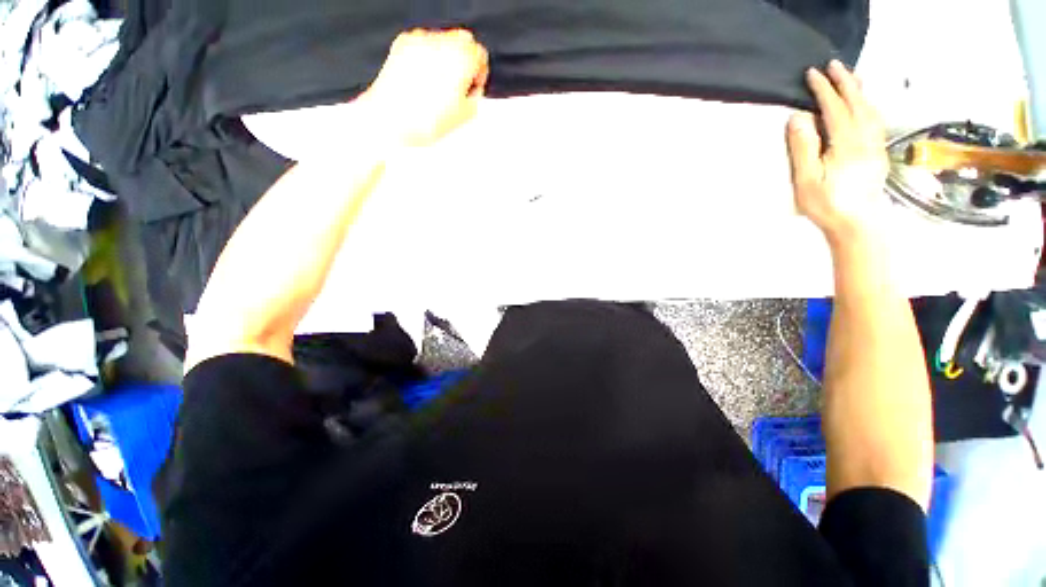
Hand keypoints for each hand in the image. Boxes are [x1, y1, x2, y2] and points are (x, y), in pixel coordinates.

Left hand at [360, 29, 488, 146]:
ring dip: (445, 57)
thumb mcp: (464, 116)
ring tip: (438, 84)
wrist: (393, 119)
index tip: (474, 84)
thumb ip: (475, 97)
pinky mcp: (403, 43)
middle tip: (460, 82)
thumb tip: (473, 91)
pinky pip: (422, 43)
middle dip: (464, 59)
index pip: (480, 54)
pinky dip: (426, 56)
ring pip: (443, 40)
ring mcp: (421, 41)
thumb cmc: (426, 120)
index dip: (479, 72)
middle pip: (463, 40)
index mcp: (462, 60)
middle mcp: (443, 44)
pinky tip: (423, 79)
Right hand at [787, 60, 888, 245]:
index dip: (823, 89)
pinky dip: (869, 105)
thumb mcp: (807, 179)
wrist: (858, 224)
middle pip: (857, 102)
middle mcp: (865, 138)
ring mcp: (875, 145)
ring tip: (851, 76)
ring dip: (859, 90)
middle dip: (845, 82)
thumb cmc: (827, 204)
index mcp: (846, 142)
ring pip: (870, 109)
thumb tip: (799, 117)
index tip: (812, 74)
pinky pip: (876, 120)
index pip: (835, 107)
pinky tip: (865, 104)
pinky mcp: (878, 153)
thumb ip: (803, 147)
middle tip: (834, 65)